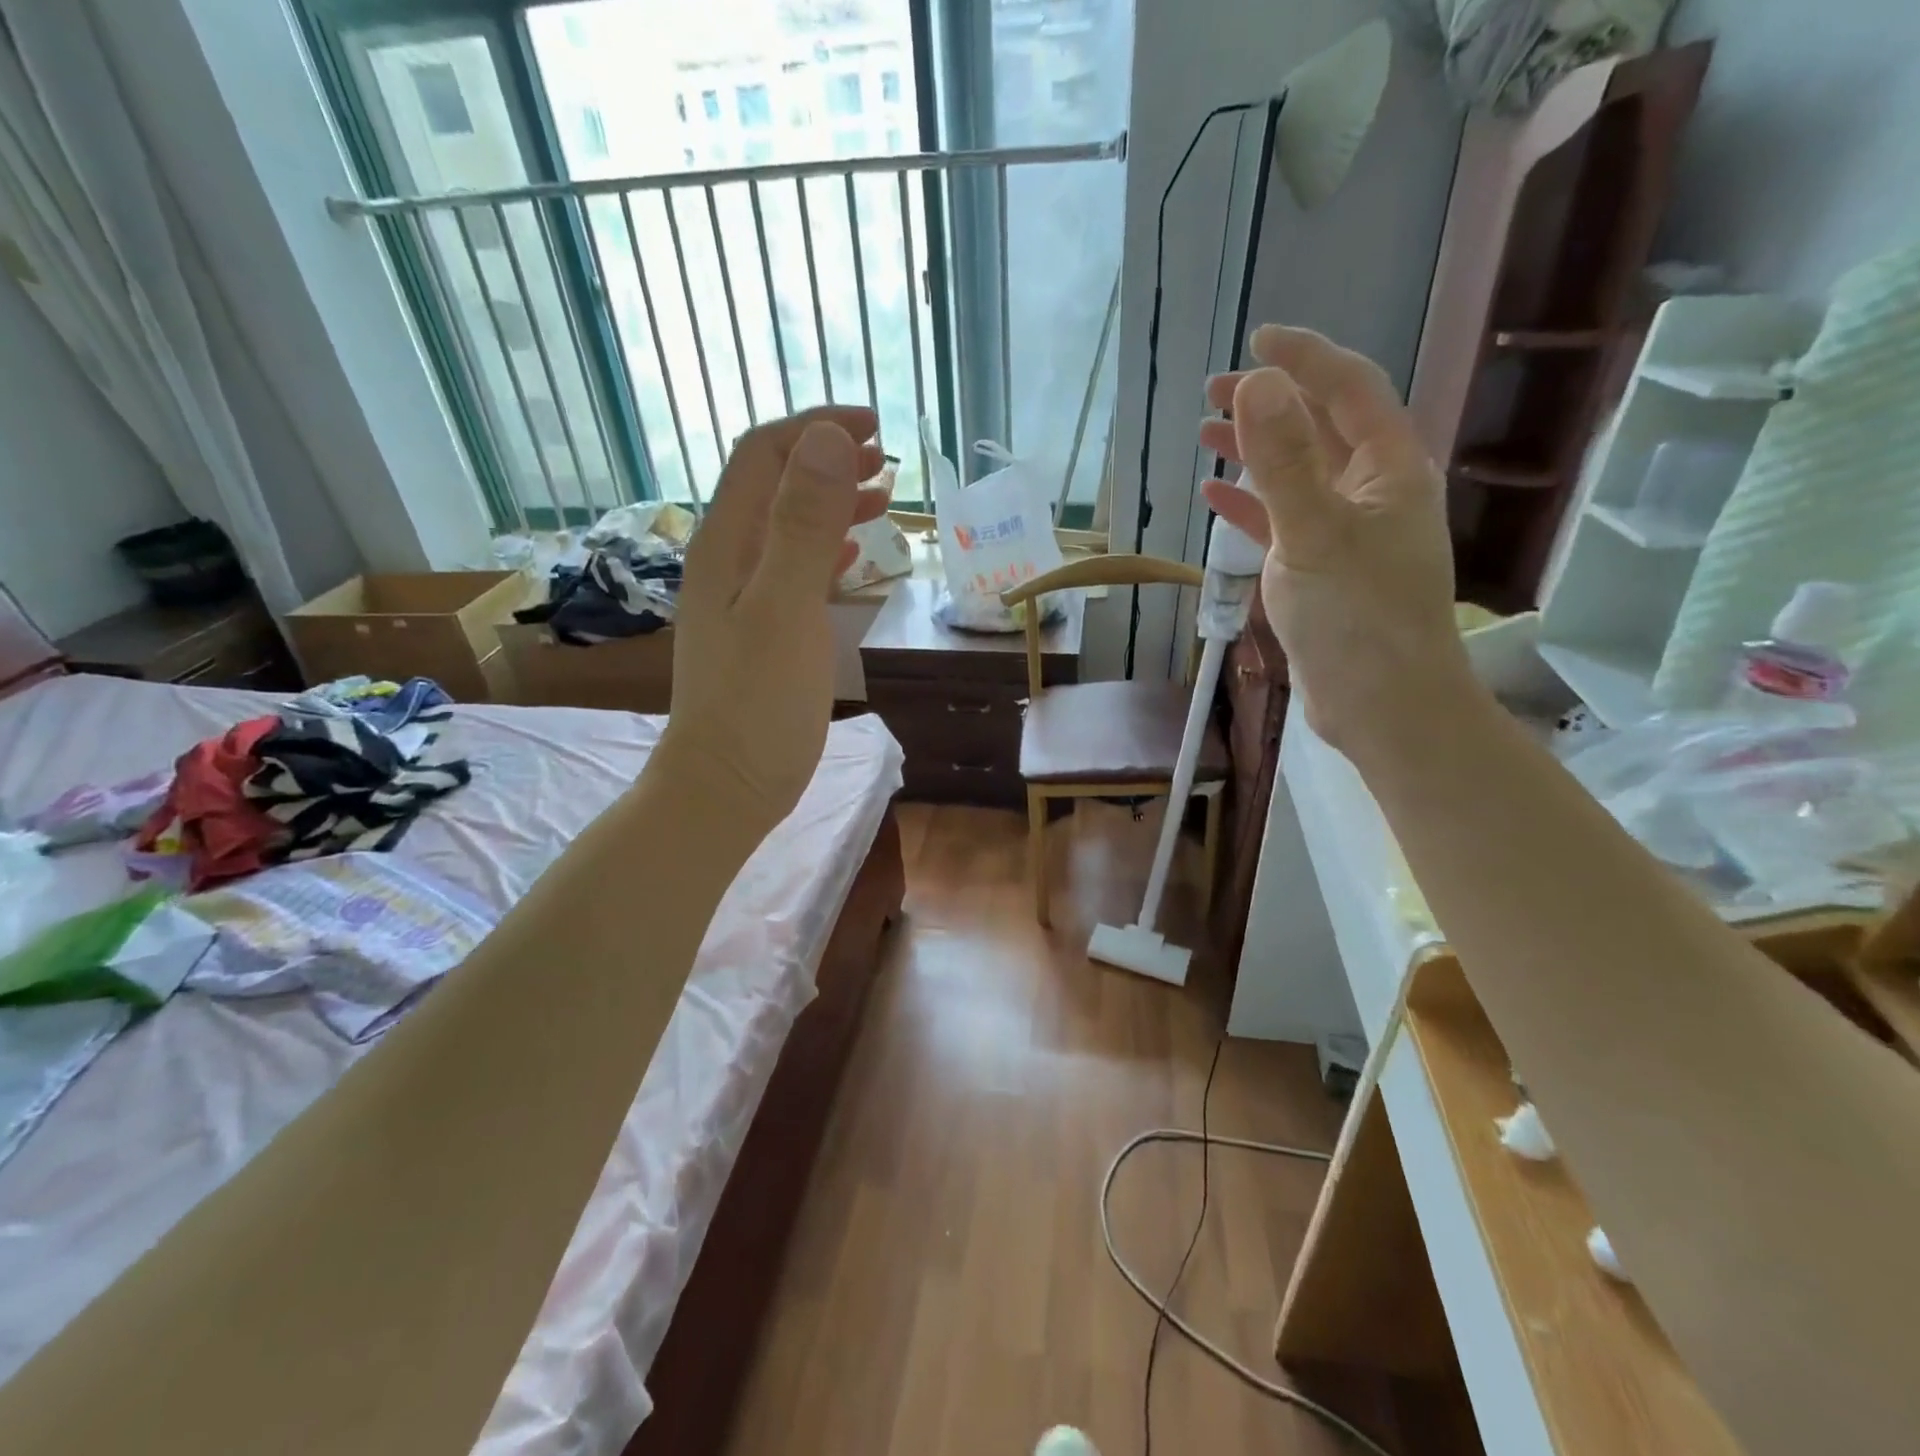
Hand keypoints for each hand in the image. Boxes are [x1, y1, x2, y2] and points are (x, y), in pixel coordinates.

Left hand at [660, 406, 889, 832]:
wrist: (726, 785)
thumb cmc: (757, 702)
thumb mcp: (785, 608)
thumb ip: (804, 525)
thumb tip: (828, 440)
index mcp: (727, 544)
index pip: (764, 455)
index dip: (815, 430)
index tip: (873, 429)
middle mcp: (728, 560)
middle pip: (774, 485)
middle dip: (827, 460)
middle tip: (885, 459)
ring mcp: (742, 598)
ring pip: (788, 528)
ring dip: (832, 502)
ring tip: (882, 496)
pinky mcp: (762, 632)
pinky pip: (795, 570)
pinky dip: (827, 549)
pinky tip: (854, 555)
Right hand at [1198, 326, 1470, 759]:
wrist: (1381, 705)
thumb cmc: (1356, 618)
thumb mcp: (1313, 533)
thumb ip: (1283, 461)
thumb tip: (1257, 384)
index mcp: (1390, 469)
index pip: (1349, 389)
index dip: (1305, 358)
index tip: (1256, 340)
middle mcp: (1374, 492)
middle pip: (1321, 428)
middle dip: (1271, 403)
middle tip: (1215, 391)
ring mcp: (1348, 533)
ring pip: (1298, 475)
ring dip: (1256, 452)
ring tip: (1207, 435)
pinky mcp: (1323, 570)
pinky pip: (1283, 521)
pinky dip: (1251, 504)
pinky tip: (1216, 496)